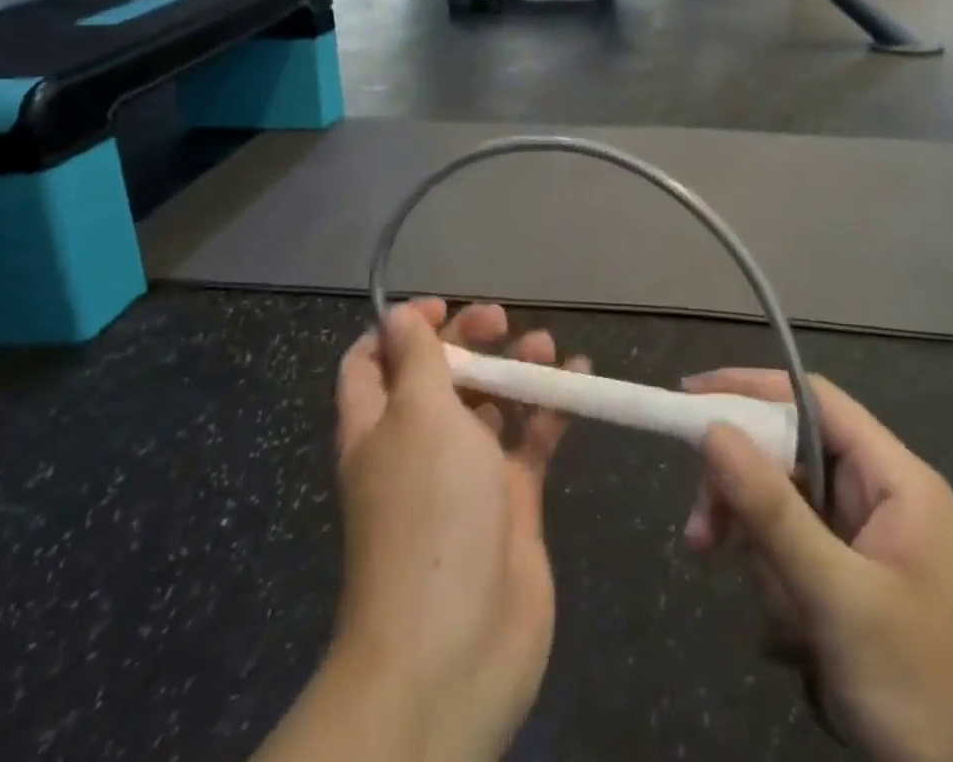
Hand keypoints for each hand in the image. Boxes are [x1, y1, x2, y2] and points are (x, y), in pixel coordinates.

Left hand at [256, 301, 584, 761]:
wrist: (457, 643)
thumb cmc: (430, 511)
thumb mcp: (418, 415)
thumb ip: (417, 360)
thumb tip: (399, 315)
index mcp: (378, 426)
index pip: (372, 363)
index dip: (402, 329)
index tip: (444, 308)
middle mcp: (418, 446)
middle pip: (439, 377)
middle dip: (469, 340)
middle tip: (502, 320)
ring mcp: (467, 475)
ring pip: (490, 403)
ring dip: (515, 369)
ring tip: (544, 347)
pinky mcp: (512, 499)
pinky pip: (532, 439)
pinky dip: (552, 408)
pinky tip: (580, 380)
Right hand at [682, 371, 952, 761]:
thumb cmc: (932, 691)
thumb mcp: (841, 601)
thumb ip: (773, 512)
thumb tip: (713, 429)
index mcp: (893, 477)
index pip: (811, 399)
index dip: (749, 389)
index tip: (689, 399)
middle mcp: (884, 499)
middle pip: (793, 462)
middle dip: (749, 503)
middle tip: (703, 541)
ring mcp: (876, 549)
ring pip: (793, 523)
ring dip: (773, 570)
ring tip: (795, 635)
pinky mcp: (867, 594)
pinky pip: (806, 569)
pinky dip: (791, 602)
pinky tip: (806, 654)